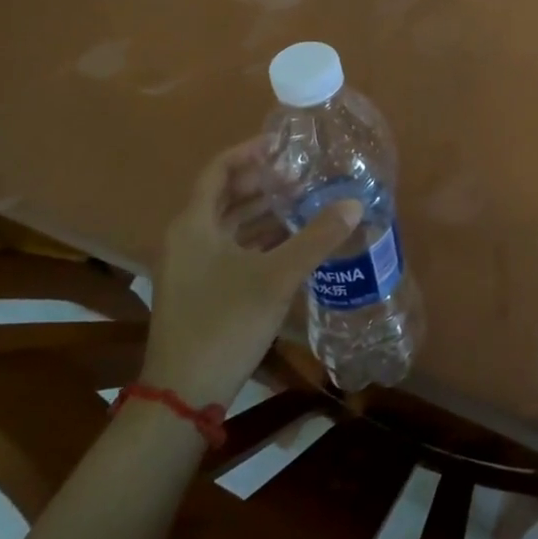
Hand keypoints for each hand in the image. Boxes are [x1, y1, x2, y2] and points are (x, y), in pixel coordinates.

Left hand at [141, 140, 360, 408]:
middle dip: (263, 182)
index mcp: (194, 224)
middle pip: (225, 195)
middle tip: (303, 174)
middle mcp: (187, 238)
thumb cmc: (224, 323)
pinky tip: (291, 242)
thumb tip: (354, 204)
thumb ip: (316, 238)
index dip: (249, 152)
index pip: (219, 170)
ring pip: (228, 225)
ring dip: (262, 211)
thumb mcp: (276, 277)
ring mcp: (191, 266)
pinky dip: (258, 238)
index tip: (284, 145)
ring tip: (303, 201)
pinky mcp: (199, 290)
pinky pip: (230, 248)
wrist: (183, 394)